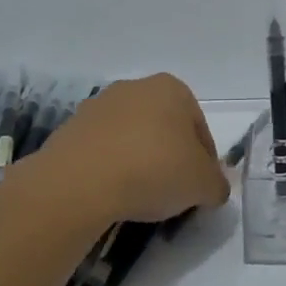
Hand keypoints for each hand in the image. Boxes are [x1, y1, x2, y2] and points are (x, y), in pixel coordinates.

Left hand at [29, 73, 230, 227]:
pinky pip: (101, 152)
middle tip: (172, 193)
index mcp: (172, 88)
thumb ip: (216, 184)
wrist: (80, 182)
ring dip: (138, 162)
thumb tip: (214, 188)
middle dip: (170, 157)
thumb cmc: (154, 169)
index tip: (200, 188)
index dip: (205, 161)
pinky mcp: (69, 130)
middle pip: (164, 128)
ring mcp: (98, 106)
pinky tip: (111, 195)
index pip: (199, 128)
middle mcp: (135, 88)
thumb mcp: (202, 184)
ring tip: (139, 197)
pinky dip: (110, 169)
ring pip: (130, 138)